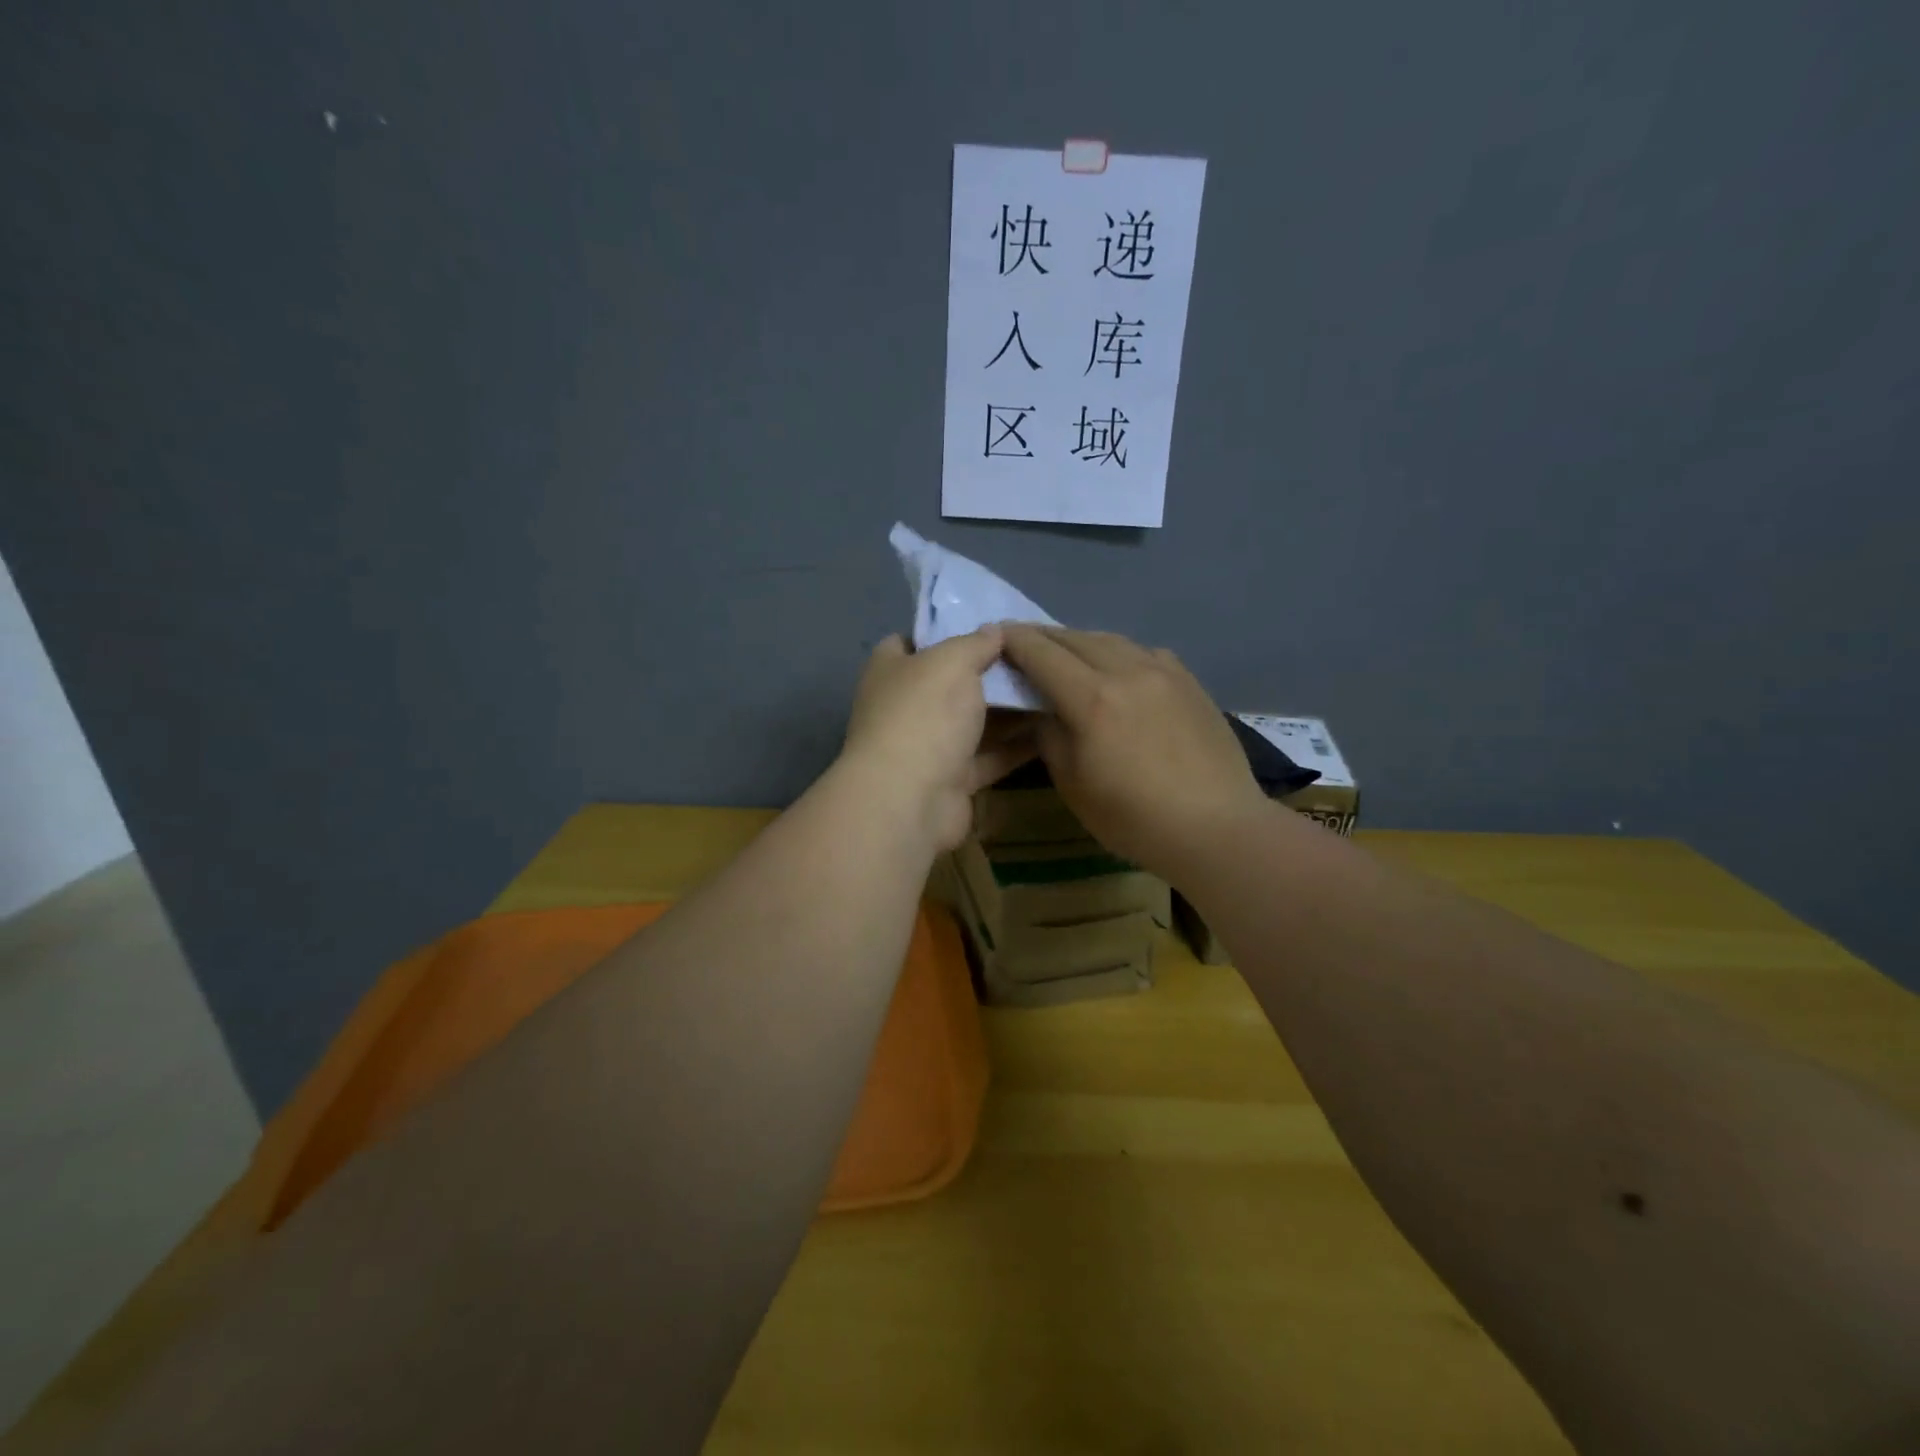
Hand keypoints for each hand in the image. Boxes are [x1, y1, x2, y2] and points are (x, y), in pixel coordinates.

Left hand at [840, 629, 1036, 851]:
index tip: (987, 627)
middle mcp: (906, 707)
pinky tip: (1053, 730)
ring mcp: (928, 747)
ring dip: (1009, 710)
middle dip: (988, 672)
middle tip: (1035, 657)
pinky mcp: (953, 781)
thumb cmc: (924, 715)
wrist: (911, 800)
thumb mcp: (952, 661)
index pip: (912, 642)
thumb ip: (976, 642)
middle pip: (951, 683)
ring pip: (974, 722)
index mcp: (891, 671)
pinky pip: (989, 757)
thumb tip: (994, 629)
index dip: (946, 631)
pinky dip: (1016, 746)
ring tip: (1054, 688)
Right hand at [1001, 626, 1265, 877]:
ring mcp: (1163, 672)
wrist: (1216, 827)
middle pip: (1075, 638)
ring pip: (1112, 640)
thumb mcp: (1074, 785)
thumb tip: (1043, 711)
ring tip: (1066, 652)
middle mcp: (1127, 671)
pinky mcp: (1189, 681)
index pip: (1042, 654)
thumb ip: (1051, 738)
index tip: (996, 635)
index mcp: (1092, 699)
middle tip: (1023, 642)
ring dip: (1081, 641)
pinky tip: (1117, 668)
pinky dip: (1118, 652)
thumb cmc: (1135, 819)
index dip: (1015, 641)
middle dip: (1044, 637)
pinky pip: (1144, 652)